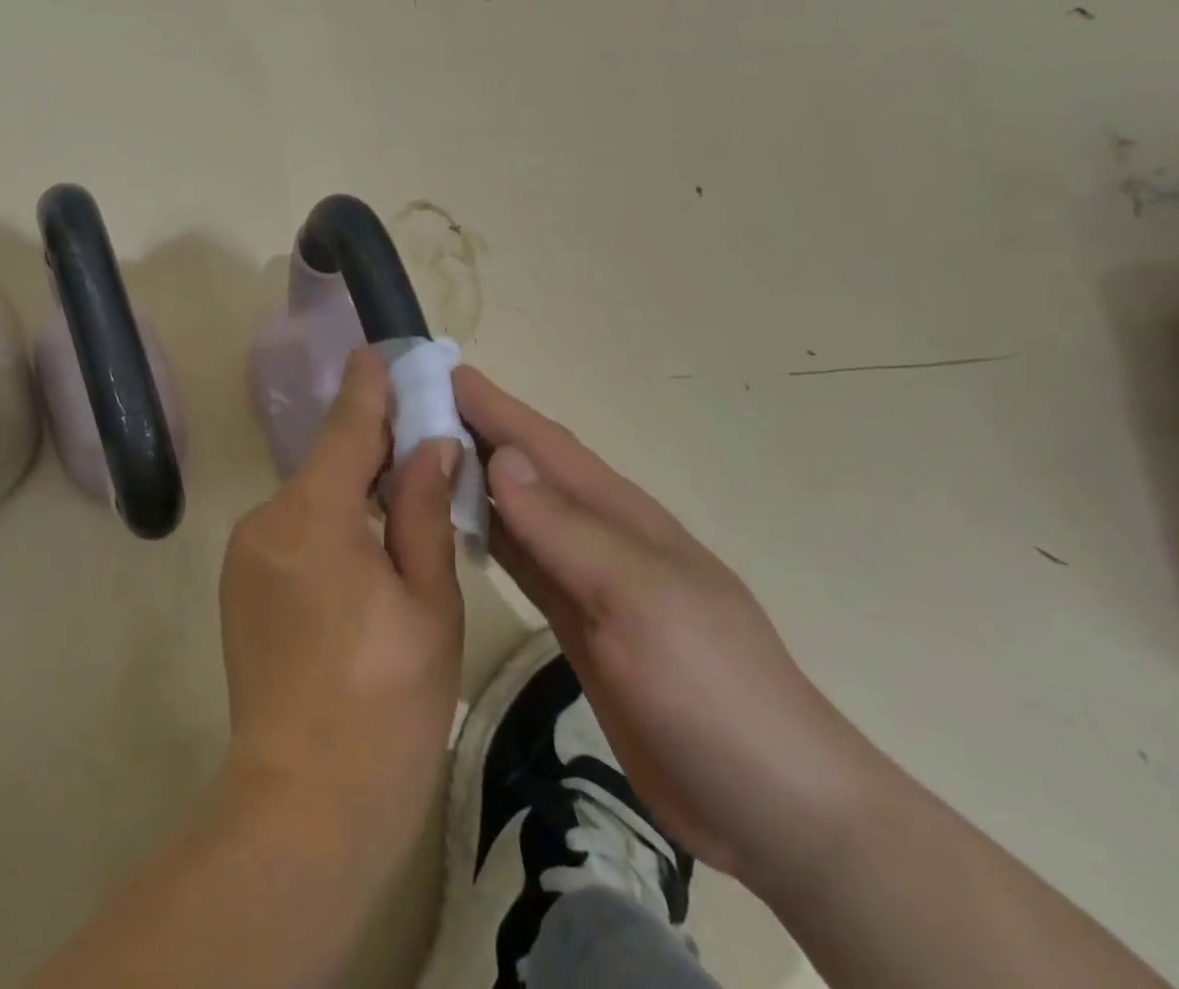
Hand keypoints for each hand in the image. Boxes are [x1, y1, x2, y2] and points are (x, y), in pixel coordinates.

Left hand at [220, 348, 465, 877]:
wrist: (303, 806)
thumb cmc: (386, 706)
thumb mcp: (428, 604)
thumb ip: (422, 512)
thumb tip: (430, 443)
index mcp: (313, 516)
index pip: (345, 427)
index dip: (368, 388)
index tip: (381, 352)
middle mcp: (266, 519)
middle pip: (327, 463)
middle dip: (371, 447)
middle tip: (421, 440)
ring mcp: (244, 552)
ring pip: (310, 498)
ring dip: (351, 492)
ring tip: (401, 503)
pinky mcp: (239, 581)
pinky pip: (292, 530)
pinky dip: (328, 524)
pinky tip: (362, 554)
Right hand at [454, 366, 883, 890]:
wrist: (773, 806)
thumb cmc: (711, 688)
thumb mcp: (639, 598)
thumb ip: (566, 528)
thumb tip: (501, 455)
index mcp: (620, 514)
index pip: (543, 442)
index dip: (492, 404)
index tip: (435, 370)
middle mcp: (598, 535)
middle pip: (525, 469)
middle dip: (472, 431)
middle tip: (405, 409)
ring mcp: (588, 580)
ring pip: (516, 512)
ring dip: (470, 480)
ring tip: (413, 456)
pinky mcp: (577, 623)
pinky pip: (519, 562)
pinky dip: (484, 534)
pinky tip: (451, 526)